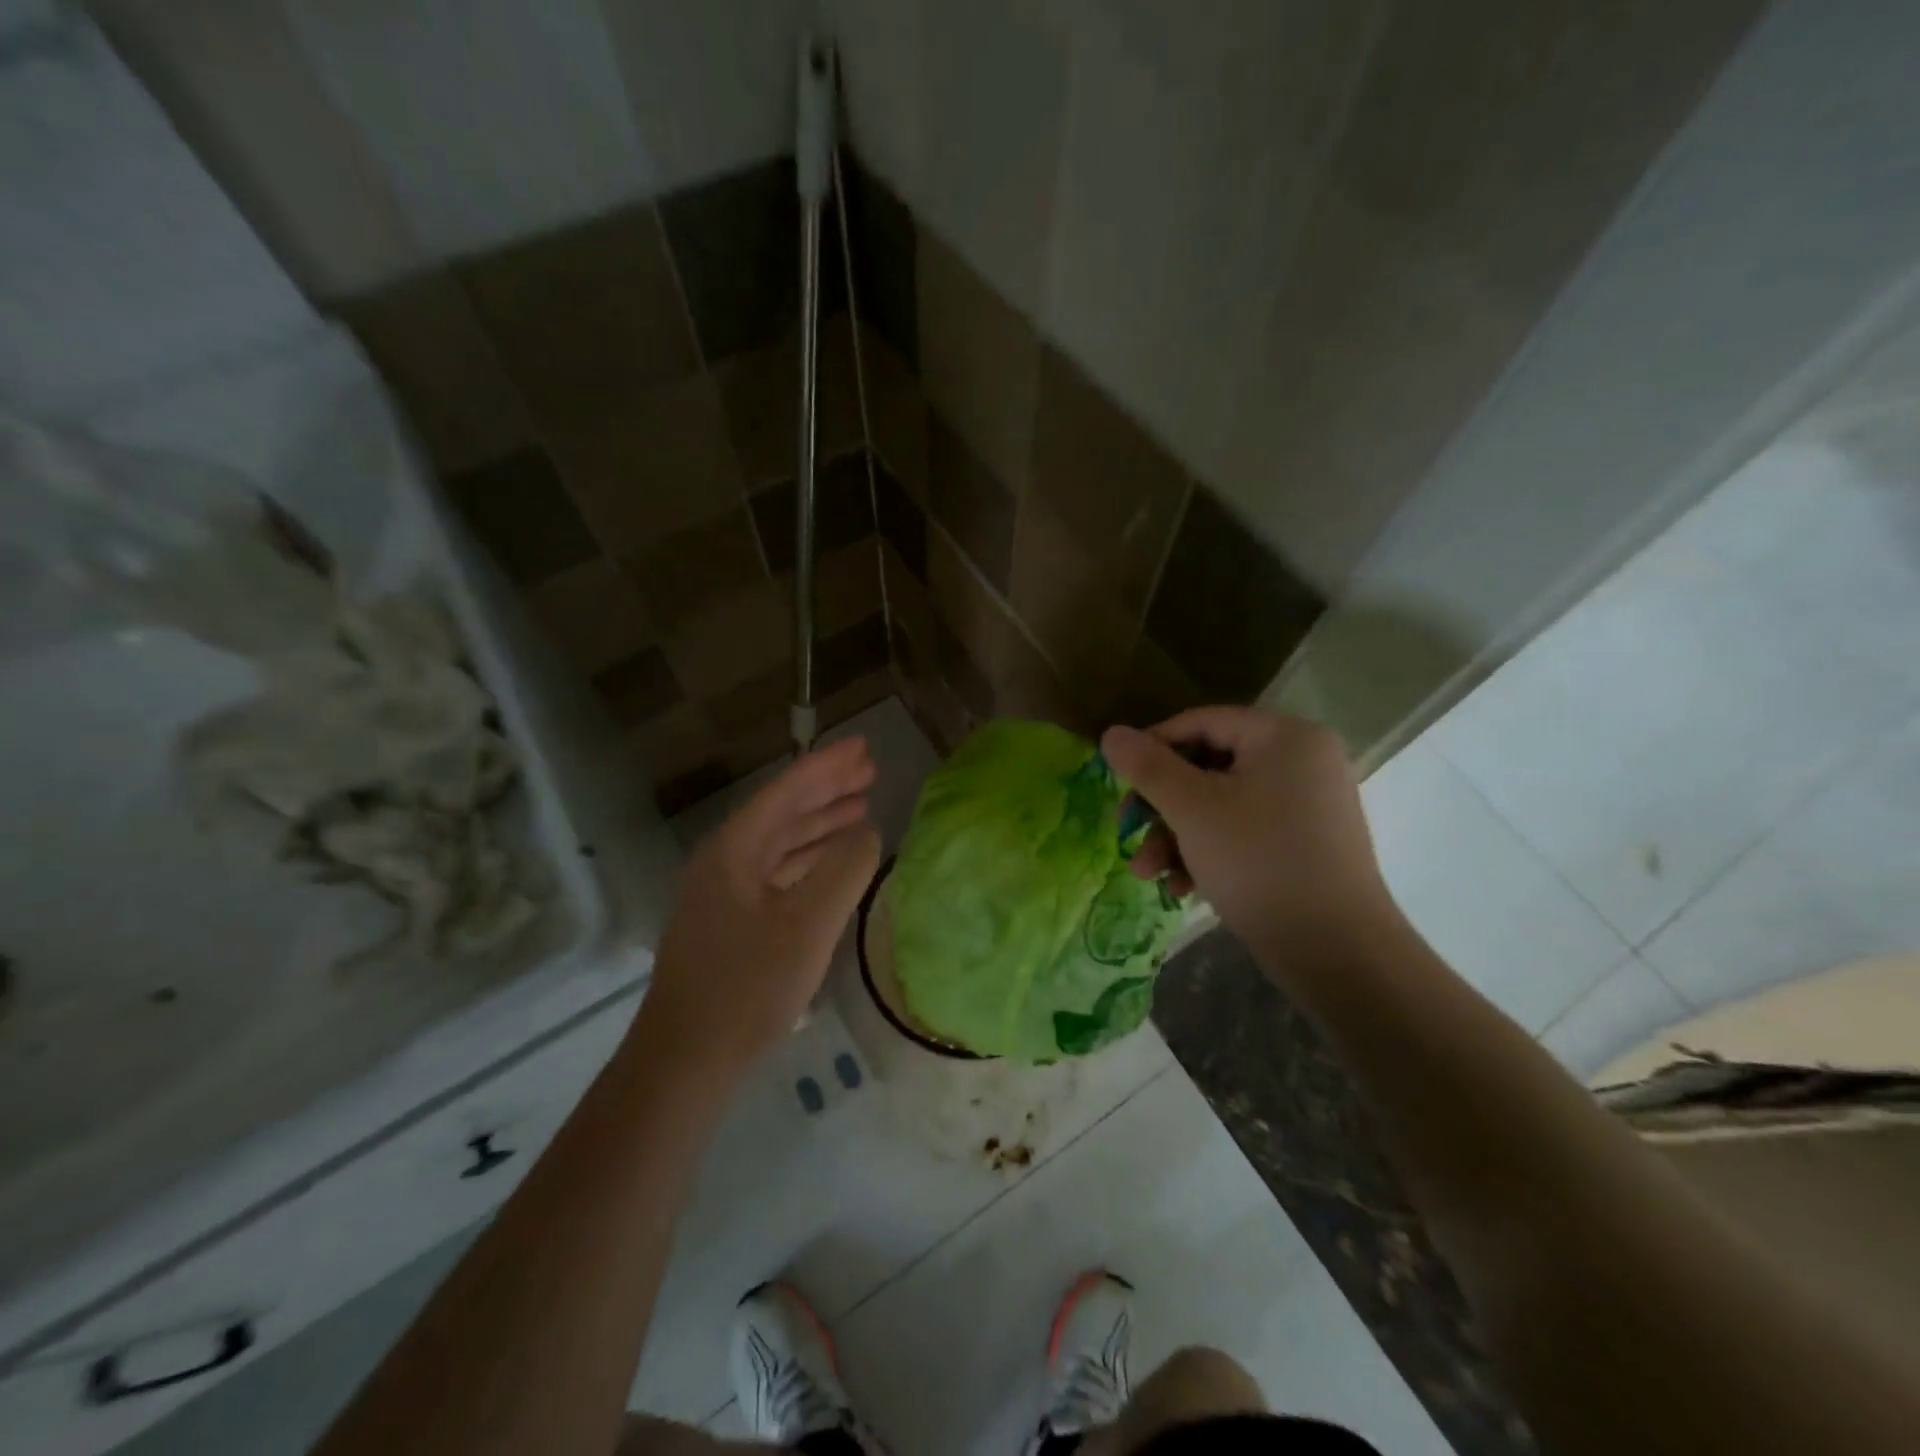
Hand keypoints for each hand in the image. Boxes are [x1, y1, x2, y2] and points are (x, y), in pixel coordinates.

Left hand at [640, 736, 880, 1080]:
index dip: (827, 766)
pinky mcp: (732, 923)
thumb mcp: (808, 925)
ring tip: (862, 808)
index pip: (787, 792)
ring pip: (780, 843)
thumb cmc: (747, 988)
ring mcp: (725, 893)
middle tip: (870, 770)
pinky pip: (777, 873)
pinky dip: (809, 859)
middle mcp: (725, 861)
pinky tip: (834, 861)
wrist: (685, 1062)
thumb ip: (844, 871)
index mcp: (734, 850)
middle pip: (782, 811)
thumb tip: (868, 834)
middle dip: (827, 789)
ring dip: (820, 823)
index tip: (863, 747)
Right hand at [1100, 708, 1397, 955]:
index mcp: (1285, 736)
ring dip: (1176, 836)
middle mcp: (1303, 761)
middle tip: (1126, 831)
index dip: (1152, 746)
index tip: (1117, 780)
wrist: (1337, 953)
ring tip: (1148, 875)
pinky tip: (1182, 888)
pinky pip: (1245, 831)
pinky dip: (1209, 852)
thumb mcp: (1191, 809)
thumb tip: (1111, 733)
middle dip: (1161, 806)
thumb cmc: (1258, 863)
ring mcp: (1308, 804)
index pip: (1201, 722)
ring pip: (1221, 804)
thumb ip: (1147, 766)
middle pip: (1209, 767)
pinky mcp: (1306, 844)